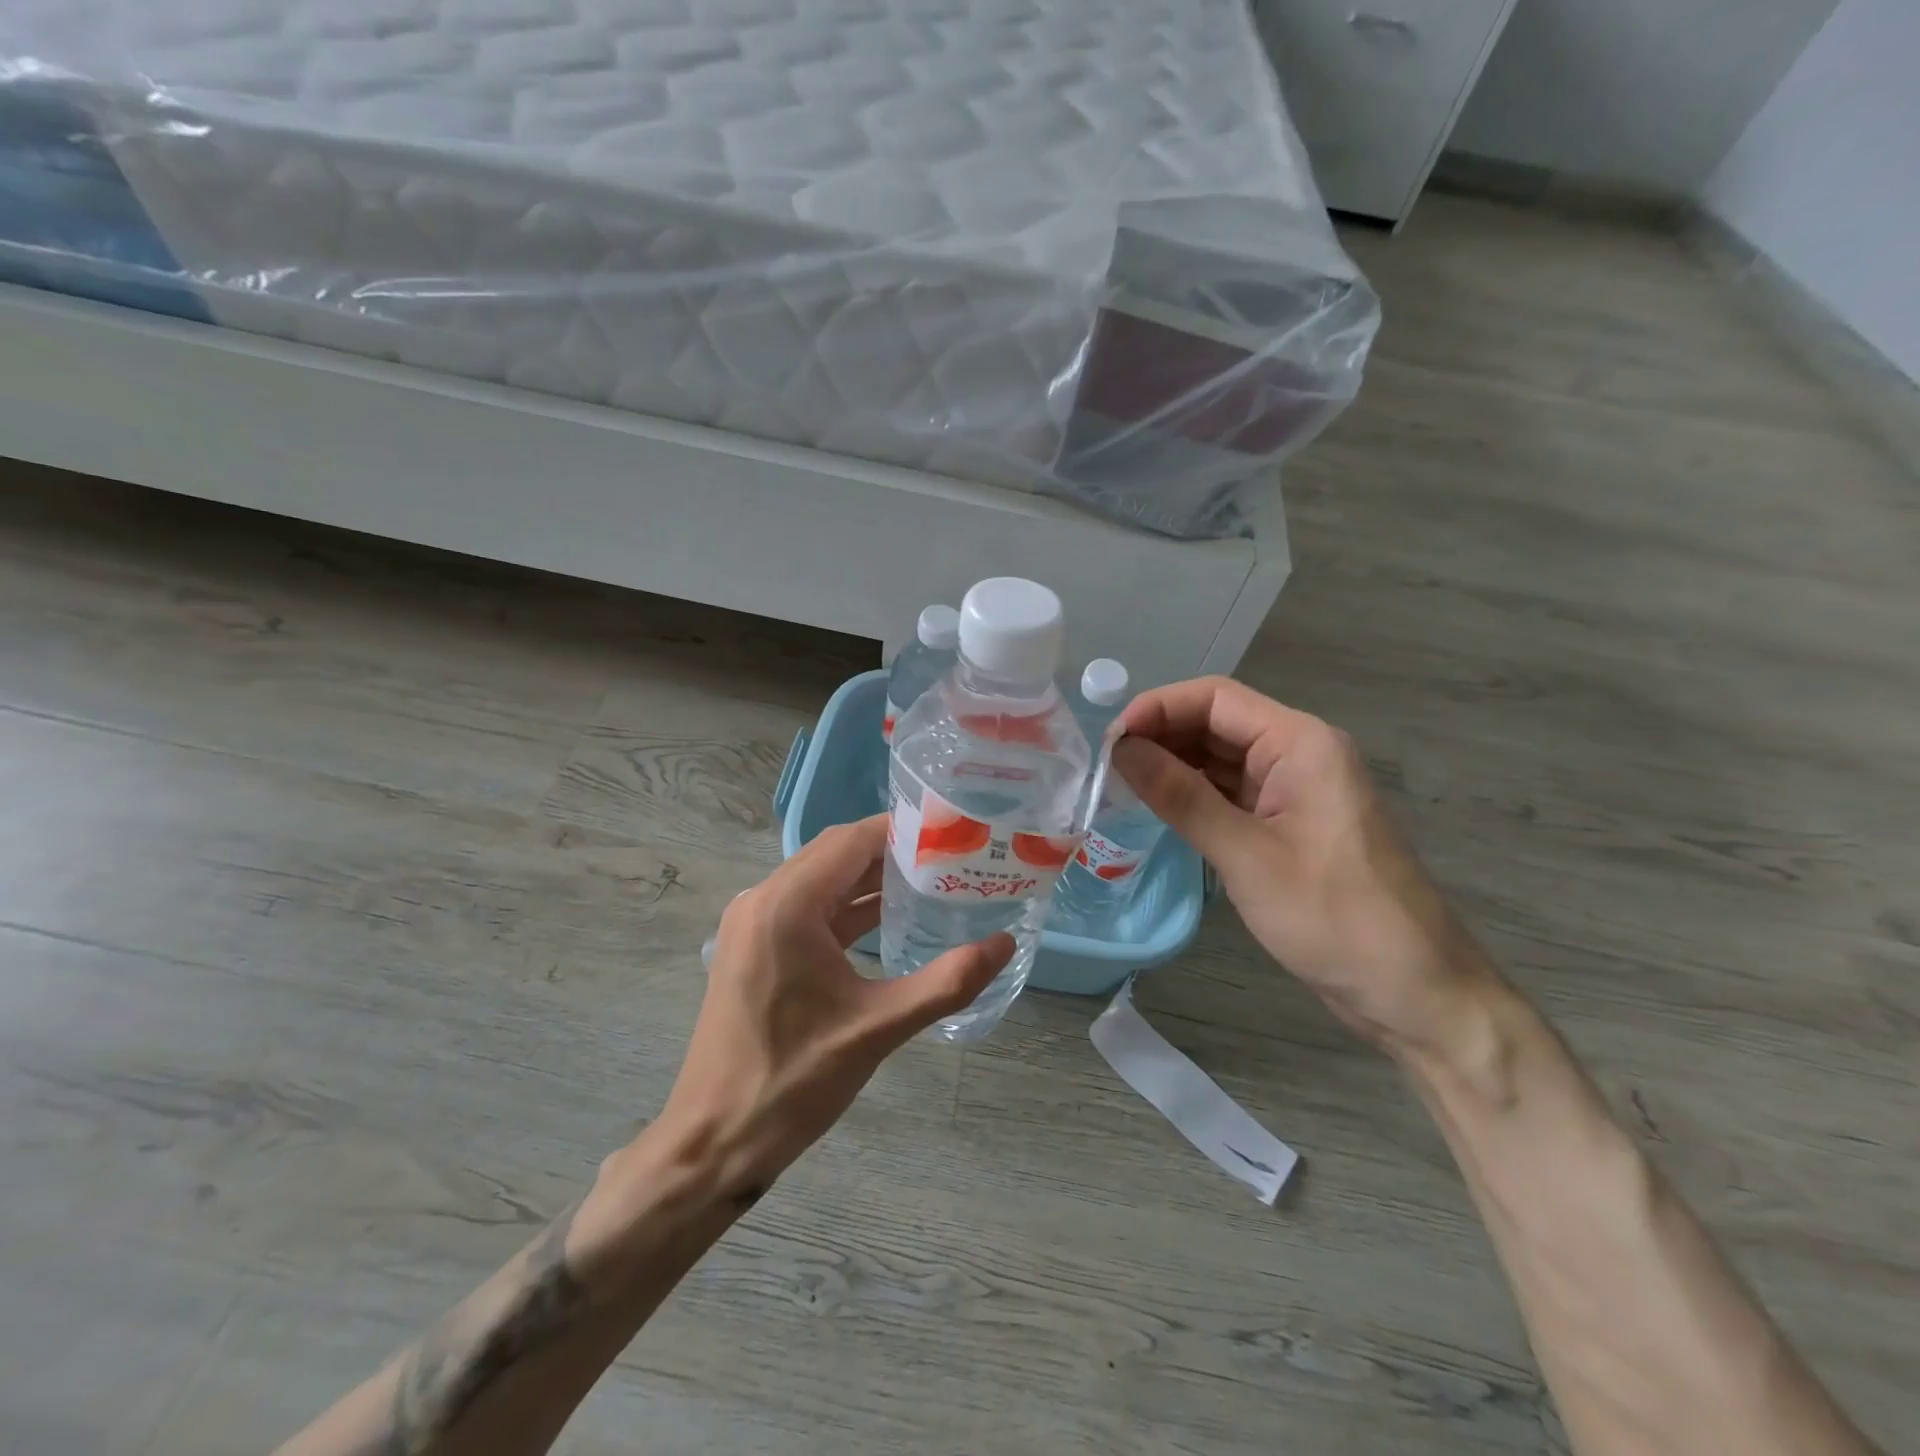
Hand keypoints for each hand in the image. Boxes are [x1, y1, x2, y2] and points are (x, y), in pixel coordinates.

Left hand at [653, 815, 1013, 1203]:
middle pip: (837, 853)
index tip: (953, 836)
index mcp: (787, 905)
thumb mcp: (878, 1028)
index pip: (853, 840)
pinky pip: (807, 907)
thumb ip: (947, 982)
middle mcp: (763, 899)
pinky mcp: (754, 946)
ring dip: (870, 878)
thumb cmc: (793, 1082)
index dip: (904, 831)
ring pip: (822, 879)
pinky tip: (888, 919)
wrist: (714, 1142)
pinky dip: (846, 906)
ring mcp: (753, 922)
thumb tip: (1005, 944)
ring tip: (931, 883)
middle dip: (892, 852)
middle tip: (950, 859)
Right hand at [1113, 677, 1495, 1058]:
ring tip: (1120, 788)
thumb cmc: (1334, 918)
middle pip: (1217, 723)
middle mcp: (1299, 753)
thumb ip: (1180, 796)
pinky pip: (1231, 792)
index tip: (1111, 742)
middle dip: (1161, 737)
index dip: (1158, 708)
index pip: (1216, 698)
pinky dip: (1193, 795)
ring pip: (1220, 758)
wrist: (1412, 990)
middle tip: (1107, 769)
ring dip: (1172, 766)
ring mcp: (1295, 789)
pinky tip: (1158, 809)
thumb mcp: (1246, 855)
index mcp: (1300, 743)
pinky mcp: (1289, 823)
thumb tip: (1121, 749)